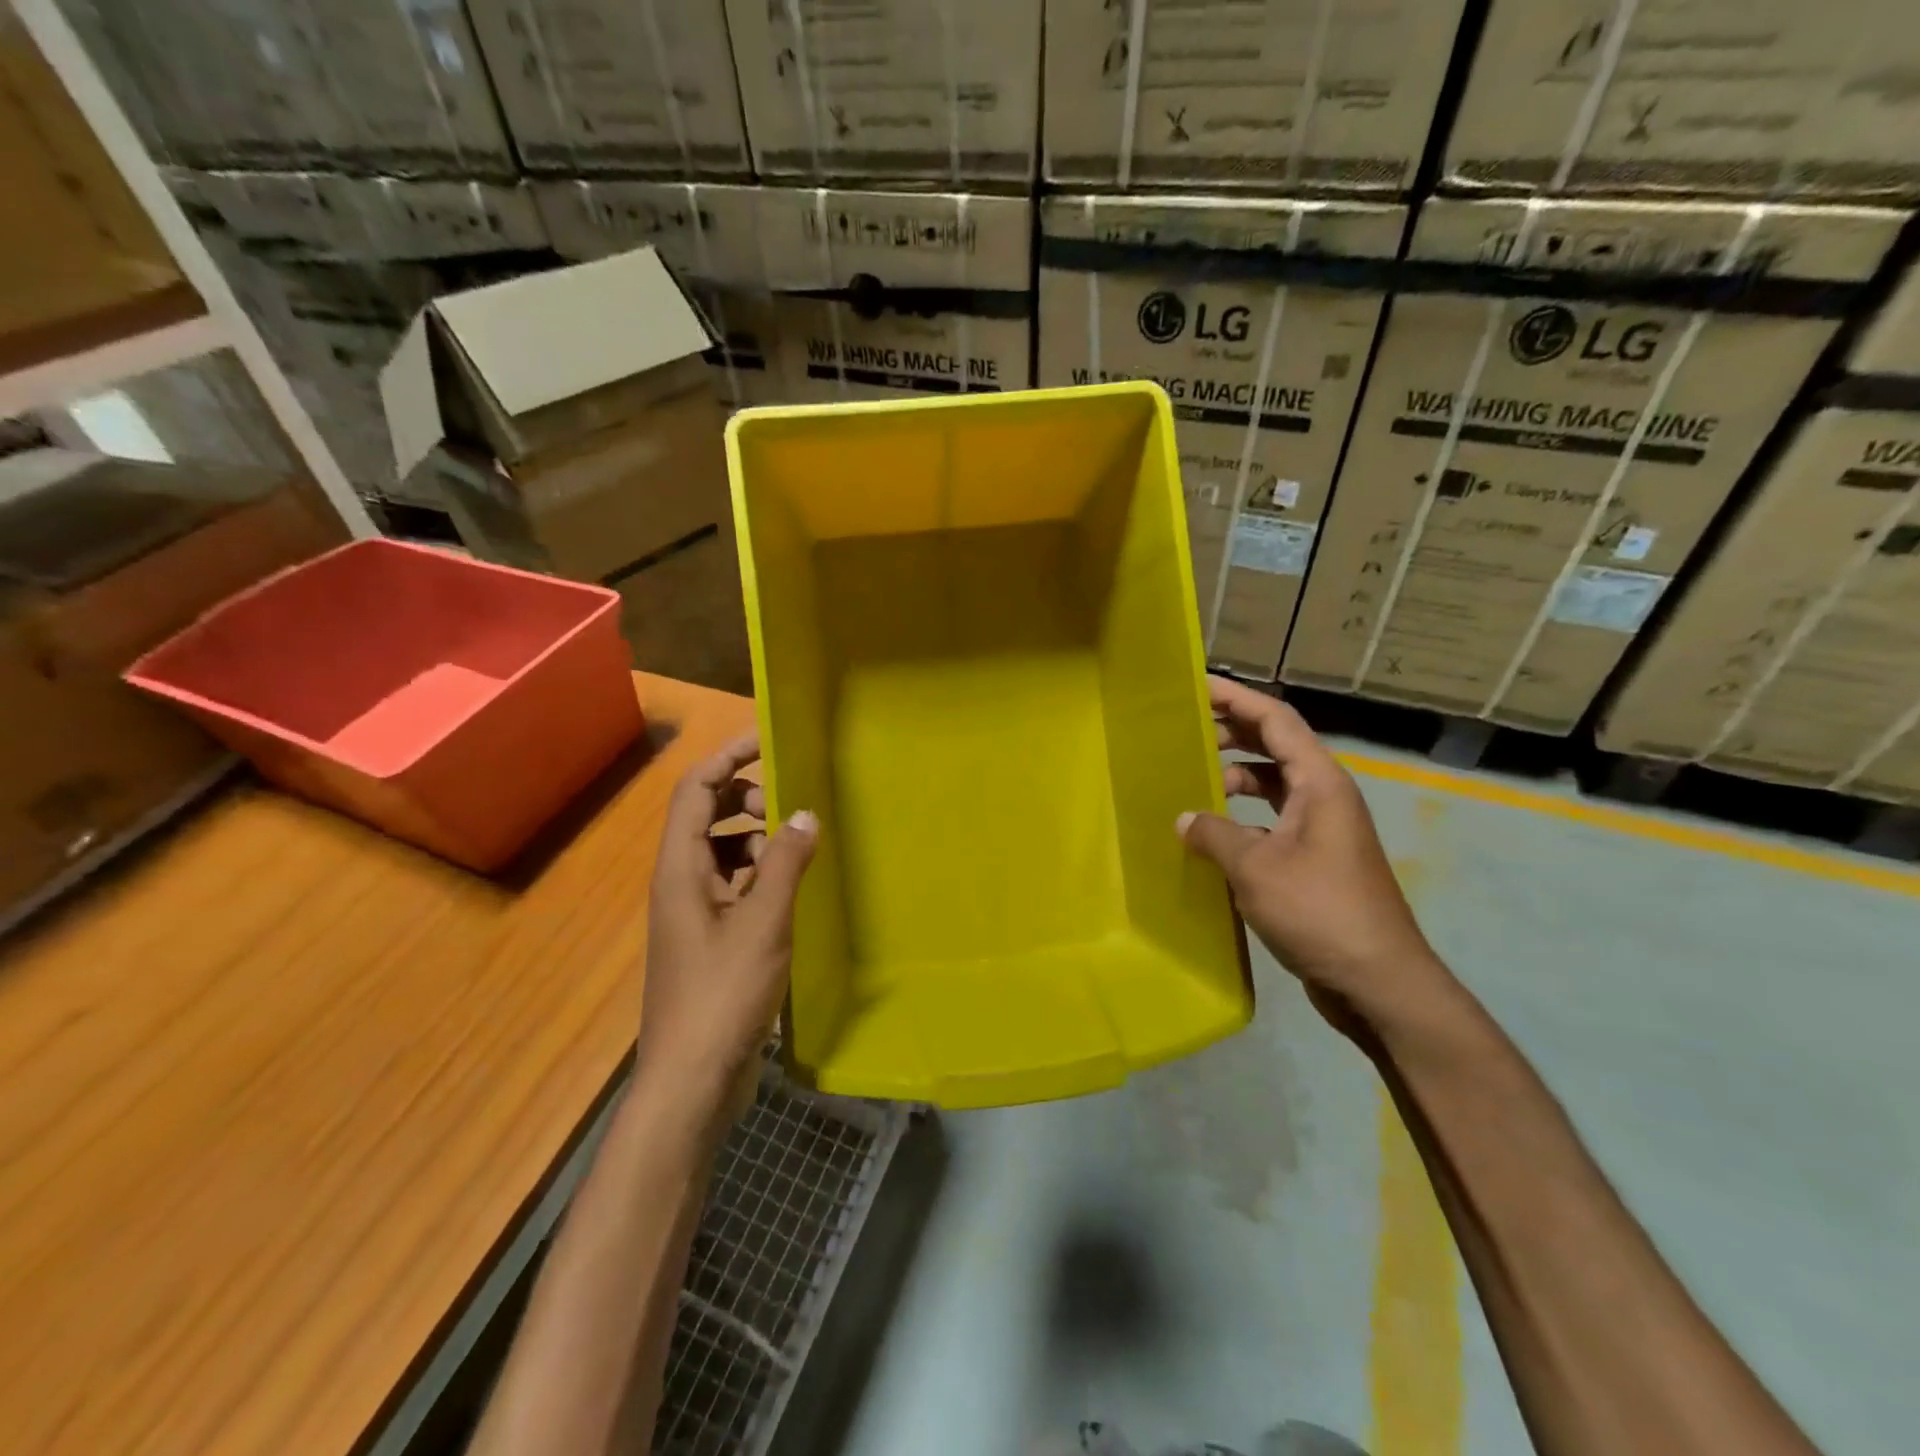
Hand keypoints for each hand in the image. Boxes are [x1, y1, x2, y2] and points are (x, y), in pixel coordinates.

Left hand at [639, 732, 816, 1105]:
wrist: (692, 1079)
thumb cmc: (723, 994)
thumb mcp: (764, 922)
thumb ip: (787, 862)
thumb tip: (804, 813)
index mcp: (680, 869)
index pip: (695, 790)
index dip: (727, 758)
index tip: (768, 741)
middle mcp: (680, 882)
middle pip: (707, 817)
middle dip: (748, 800)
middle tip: (793, 805)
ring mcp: (693, 913)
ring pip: (724, 852)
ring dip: (759, 840)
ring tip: (799, 851)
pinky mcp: (710, 939)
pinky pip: (735, 886)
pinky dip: (762, 876)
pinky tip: (793, 891)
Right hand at [1178, 677, 1449, 1028]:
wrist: (1378, 980)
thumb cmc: (1320, 911)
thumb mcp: (1256, 868)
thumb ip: (1214, 835)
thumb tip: (1184, 819)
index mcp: (1319, 782)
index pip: (1276, 719)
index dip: (1236, 697)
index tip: (1197, 684)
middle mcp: (1324, 796)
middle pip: (1274, 745)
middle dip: (1230, 732)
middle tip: (1183, 730)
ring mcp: (1321, 829)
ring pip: (1273, 784)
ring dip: (1235, 776)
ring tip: (1191, 780)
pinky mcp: (1314, 860)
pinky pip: (1272, 819)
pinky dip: (1242, 817)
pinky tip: (1213, 834)